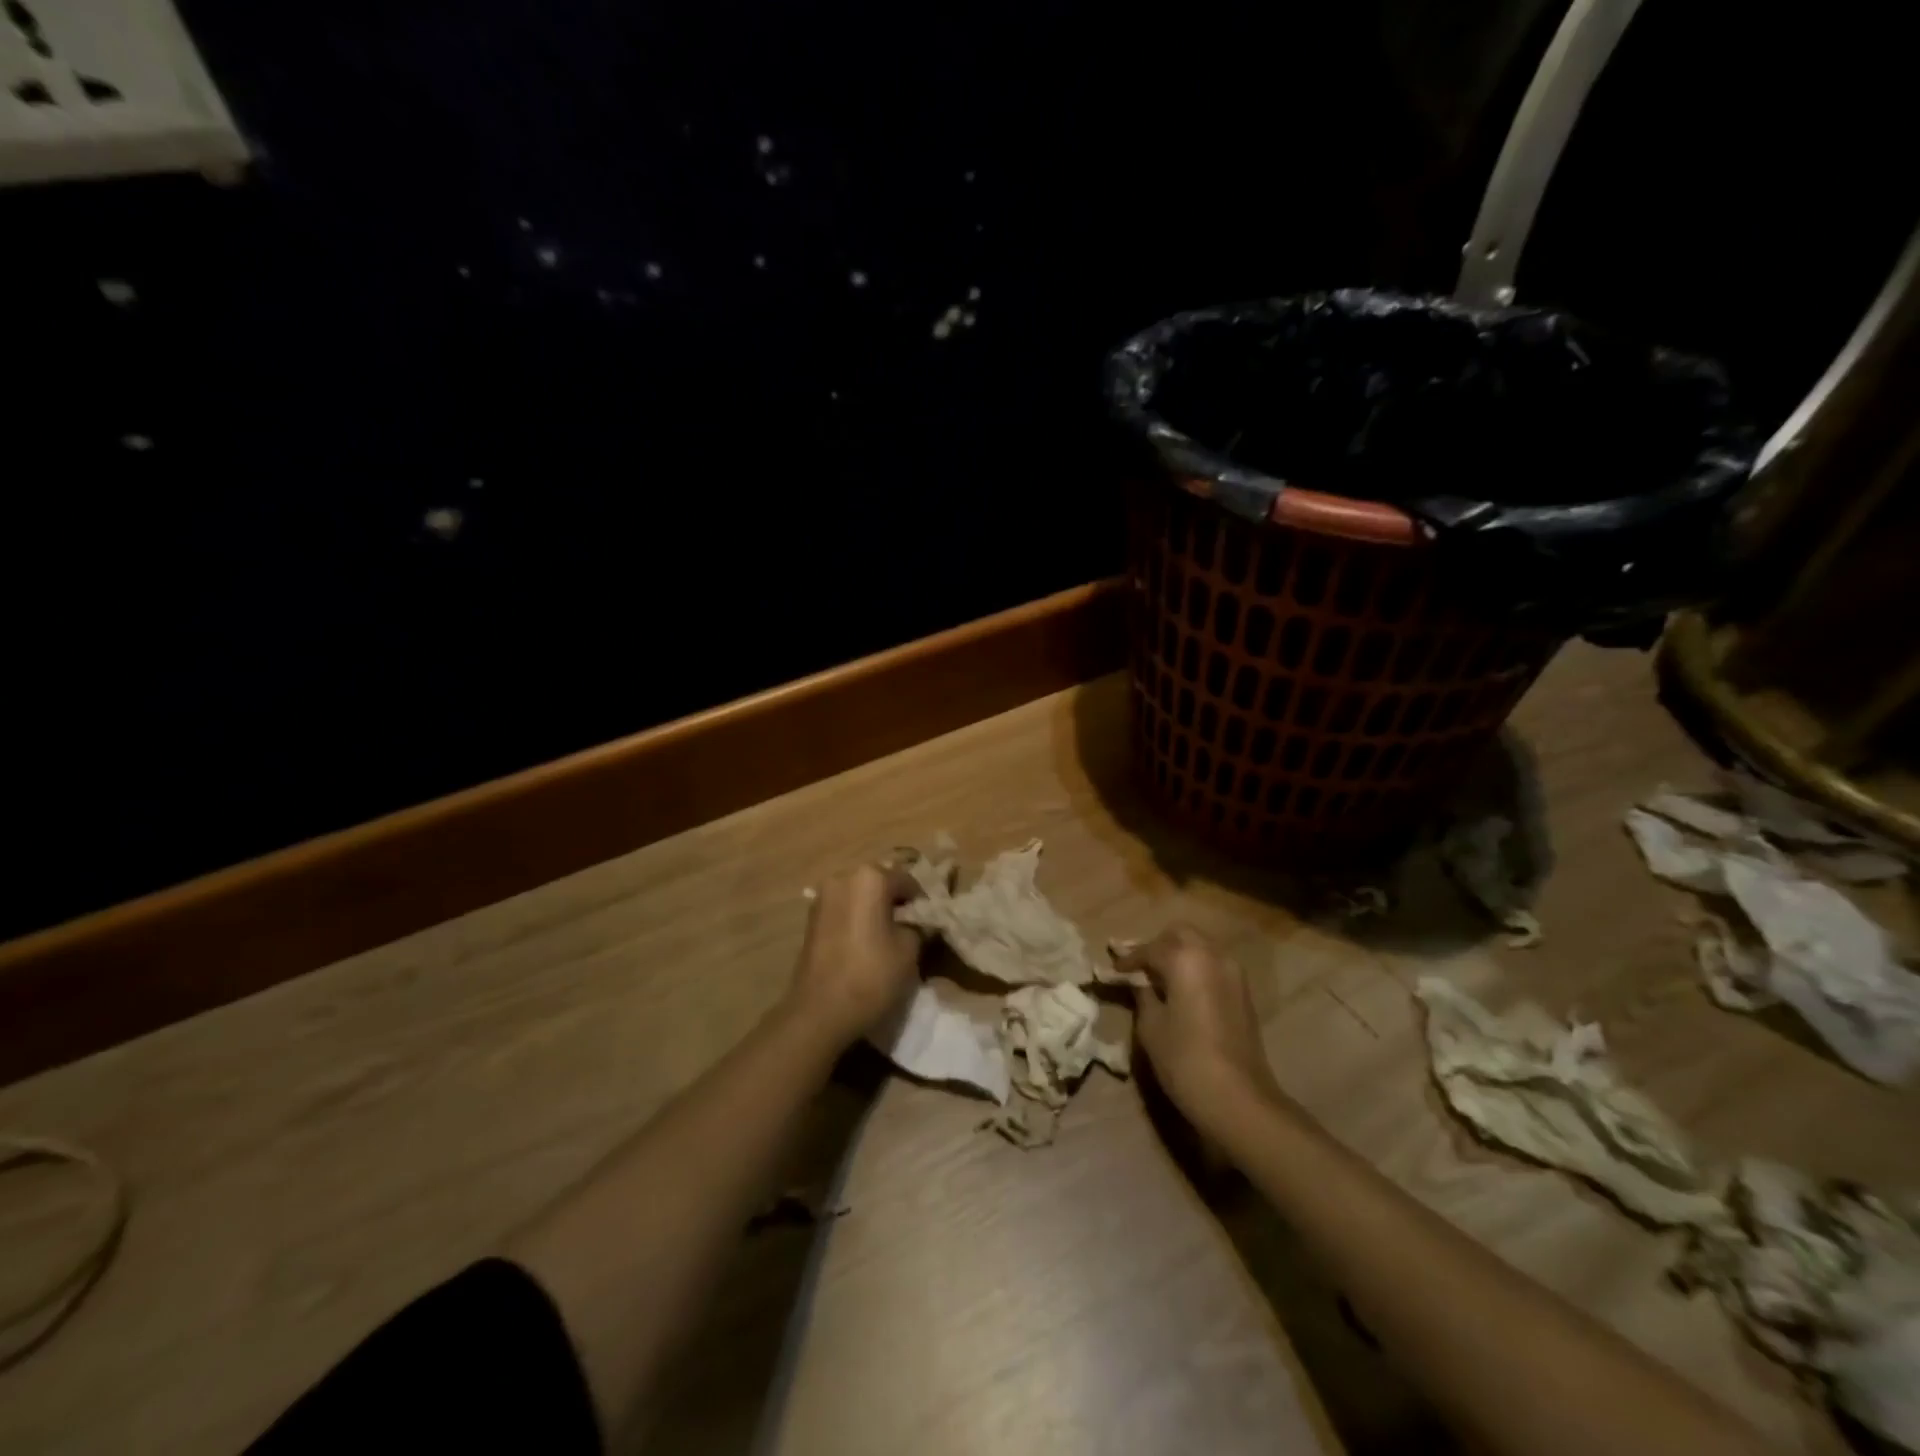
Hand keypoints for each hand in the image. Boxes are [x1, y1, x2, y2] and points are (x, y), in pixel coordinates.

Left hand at [787, 865, 926, 1047]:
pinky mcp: (810, 918)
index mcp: (870, 878)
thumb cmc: (871, 975)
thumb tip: (916, 921)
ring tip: (885, 938)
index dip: (921, 902)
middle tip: (908, 928)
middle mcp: (843, 877)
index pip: (907, 880)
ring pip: (859, 895)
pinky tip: (863, 943)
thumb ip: (917, 926)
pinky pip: (843, 909)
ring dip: (873, 909)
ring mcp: (822, 897)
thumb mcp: (910, 950)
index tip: (927, 924)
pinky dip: (855, 919)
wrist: (819, 1011)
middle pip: (879, 883)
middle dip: (894, 902)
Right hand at [1118, 925, 1282, 1136]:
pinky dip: (1196, 968)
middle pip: (1180, 935)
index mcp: (1185, 958)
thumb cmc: (1185, 1059)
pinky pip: (1213, 965)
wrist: (1239, 1098)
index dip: (1128, 959)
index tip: (1114, 970)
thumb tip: (1137, 981)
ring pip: (1200, 947)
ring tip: (1158, 977)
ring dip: (1179, 955)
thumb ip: (1142, 994)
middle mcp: (1212, 955)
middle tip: (1138, 966)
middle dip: (1157, 946)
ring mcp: (1233, 972)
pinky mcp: (1244, 992)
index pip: (1150, 949)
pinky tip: (1181, 989)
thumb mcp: (1151, 1026)